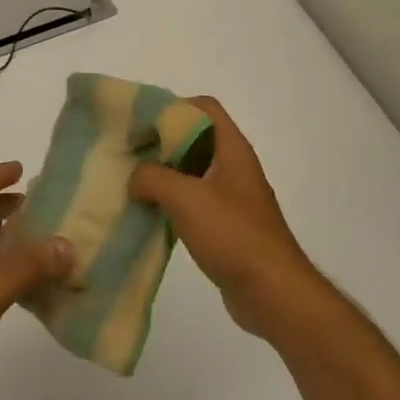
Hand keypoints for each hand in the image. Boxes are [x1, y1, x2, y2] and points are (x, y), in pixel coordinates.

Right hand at [128, 98, 322, 338]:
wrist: (272, 292)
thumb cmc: (232, 235)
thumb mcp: (185, 197)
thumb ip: (152, 177)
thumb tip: (135, 178)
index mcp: (232, 150)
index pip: (204, 107)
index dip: (173, 107)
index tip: (140, 122)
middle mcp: (234, 168)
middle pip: (194, 138)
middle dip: (160, 142)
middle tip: (127, 153)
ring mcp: (231, 198)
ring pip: (191, 172)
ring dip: (162, 175)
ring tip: (129, 183)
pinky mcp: (225, 226)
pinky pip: (193, 203)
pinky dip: (170, 203)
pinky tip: (147, 214)